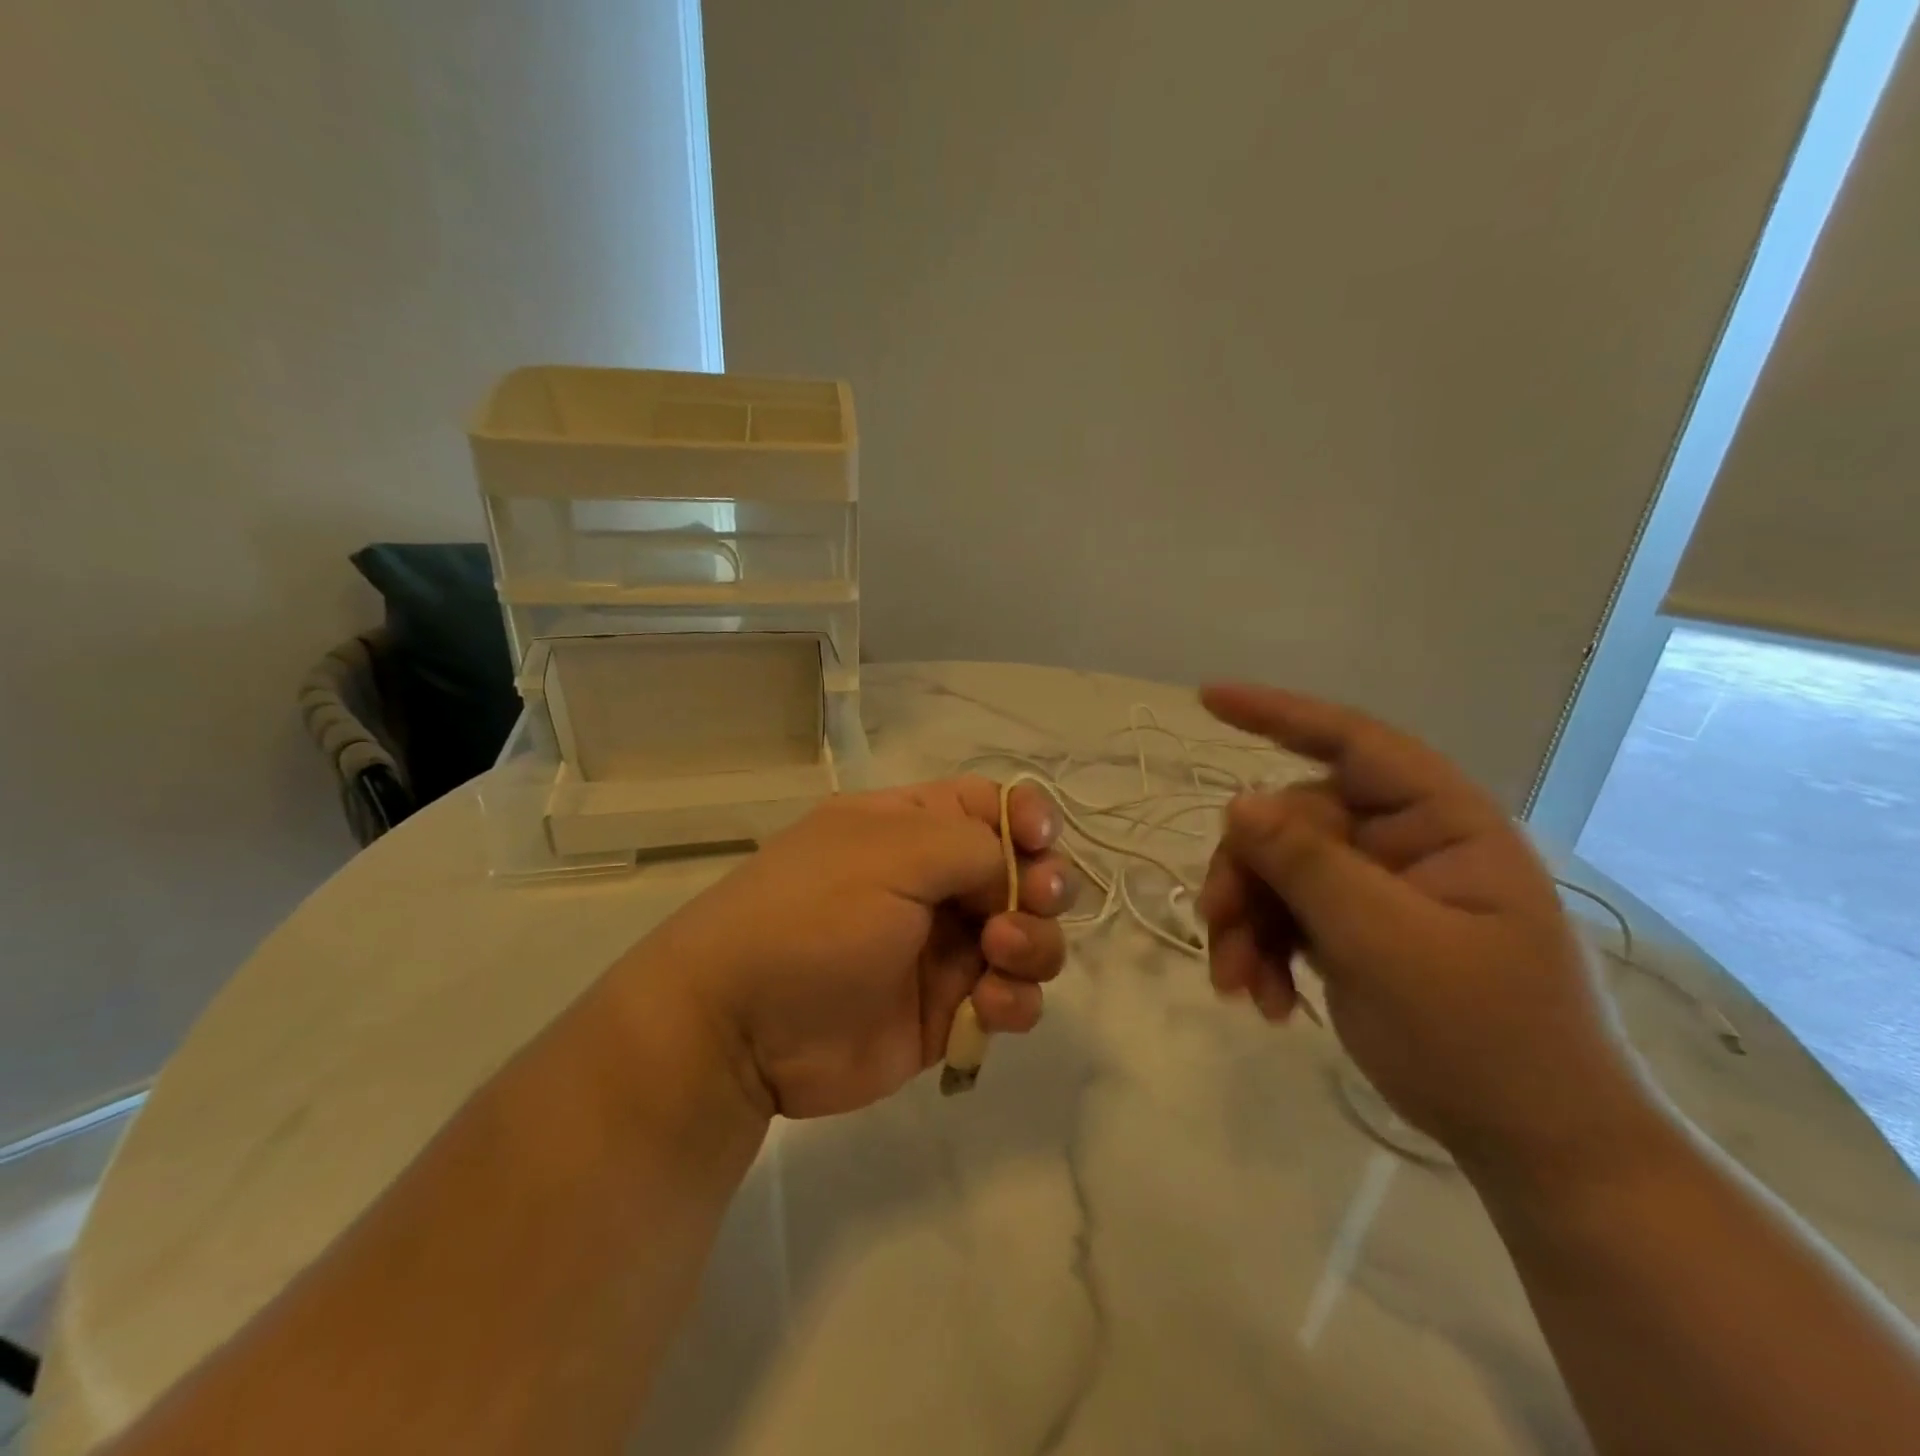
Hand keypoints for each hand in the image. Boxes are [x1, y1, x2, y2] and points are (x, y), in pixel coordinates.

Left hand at [625, 778, 1074, 1119]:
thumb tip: (1017, 873)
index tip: (1039, 841)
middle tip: (1034, 901)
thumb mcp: (892, 853)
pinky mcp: (948, 1010)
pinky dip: (1015, 1001)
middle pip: (1023, 871)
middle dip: (1044, 885)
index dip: (1028, 817)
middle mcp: (933, 881)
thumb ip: (974, 846)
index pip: (991, 805)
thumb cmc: (814, 915)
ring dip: (1036, 944)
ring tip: (1000, 956)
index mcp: (913, 827)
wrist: (742, 1028)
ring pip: (1028, 936)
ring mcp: (943, 948)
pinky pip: (1010, 998)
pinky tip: (990, 1007)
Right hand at [1196, 683, 1654, 1176]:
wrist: (1536, 1149)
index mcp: (1443, 823)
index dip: (1278, 714)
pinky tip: (1263, 1000)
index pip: (1353, 742)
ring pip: (1278, 872)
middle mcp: (1406, 844)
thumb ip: (1309, 865)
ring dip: (1245, 922)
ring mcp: (1378, 890)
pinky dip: (1261, 951)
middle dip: (1247, 873)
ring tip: (1235, 984)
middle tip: (1217, 927)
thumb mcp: (1387, 944)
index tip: (1207, 699)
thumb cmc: (1486, 1038)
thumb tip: (1238, 803)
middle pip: (1294, 822)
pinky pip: (1285, 916)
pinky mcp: (1354, 932)